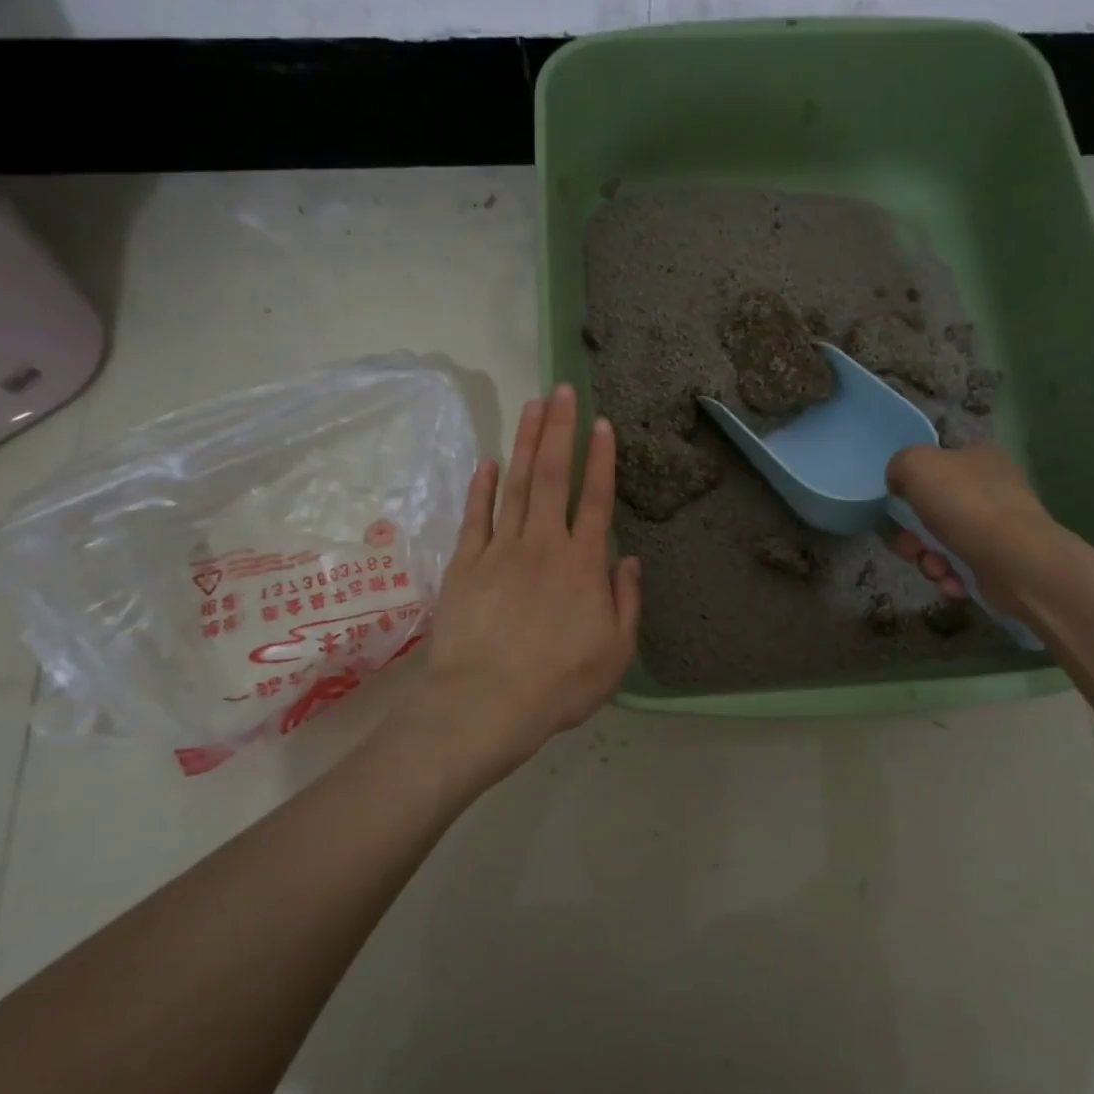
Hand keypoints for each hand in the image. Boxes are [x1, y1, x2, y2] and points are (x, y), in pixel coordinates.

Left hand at [414, 384, 640, 795]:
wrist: (487, 703)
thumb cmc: (560, 683)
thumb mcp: (616, 651)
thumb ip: (626, 600)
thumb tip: (628, 559)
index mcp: (582, 564)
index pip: (595, 499)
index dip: (601, 459)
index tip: (602, 423)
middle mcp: (543, 545)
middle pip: (552, 477)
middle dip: (558, 430)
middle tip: (561, 390)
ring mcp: (500, 551)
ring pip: (516, 485)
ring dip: (525, 444)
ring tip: (532, 406)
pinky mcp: (465, 565)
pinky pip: (476, 517)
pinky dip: (482, 488)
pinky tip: (488, 462)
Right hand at [885, 443, 1060, 614]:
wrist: (1013, 560)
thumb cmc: (964, 505)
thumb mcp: (916, 465)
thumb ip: (900, 465)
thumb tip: (898, 483)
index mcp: (980, 458)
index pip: (939, 466)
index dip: (912, 487)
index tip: (899, 508)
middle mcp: (994, 489)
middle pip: (935, 511)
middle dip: (914, 534)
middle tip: (911, 546)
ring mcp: (1001, 528)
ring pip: (944, 543)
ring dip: (929, 559)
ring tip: (936, 569)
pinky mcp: (1003, 563)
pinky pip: (962, 568)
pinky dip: (951, 577)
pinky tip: (953, 581)